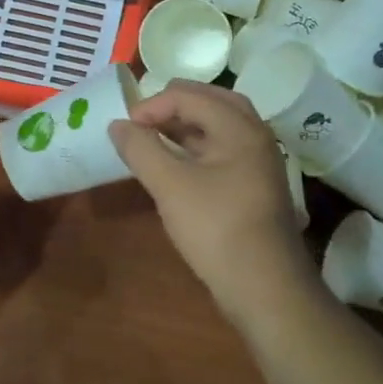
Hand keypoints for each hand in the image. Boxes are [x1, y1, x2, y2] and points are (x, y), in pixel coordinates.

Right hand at [109, 80, 317, 318]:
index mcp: (239, 128)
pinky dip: (194, 147)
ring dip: (183, 126)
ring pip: (217, 127)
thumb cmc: (216, 228)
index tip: (125, 129)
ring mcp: (256, 162)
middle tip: (141, 122)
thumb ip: (141, 149)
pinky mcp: (252, 185)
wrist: (264, 287)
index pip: (189, 96)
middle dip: (172, 106)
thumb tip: (117, 125)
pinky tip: (173, 165)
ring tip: (151, 139)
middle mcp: (254, 136)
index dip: (152, 105)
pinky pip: (221, 150)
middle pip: (211, 102)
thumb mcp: (170, 186)